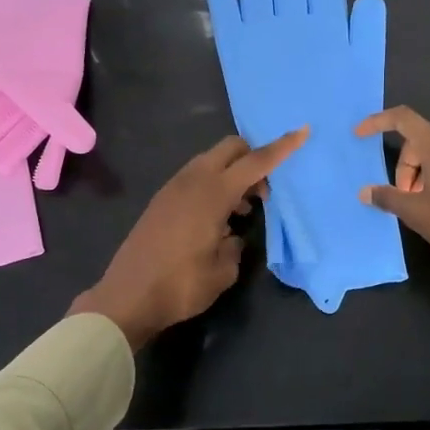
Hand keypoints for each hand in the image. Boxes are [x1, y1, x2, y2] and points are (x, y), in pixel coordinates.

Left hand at [72, 129, 308, 347]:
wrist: (126, 298)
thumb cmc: (180, 285)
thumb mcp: (223, 271)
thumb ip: (235, 245)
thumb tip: (230, 235)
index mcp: (212, 193)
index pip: (255, 162)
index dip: (281, 147)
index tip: (302, 131)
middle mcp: (192, 181)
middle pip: (230, 149)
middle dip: (253, 158)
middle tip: (262, 194)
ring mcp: (173, 188)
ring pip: (211, 161)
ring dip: (232, 174)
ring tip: (240, 211)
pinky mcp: (161, 200)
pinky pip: (195, 177)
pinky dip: (213, 185)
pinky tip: (217, 219)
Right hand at [355, 107, 429, 302]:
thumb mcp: (415, 212)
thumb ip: (387, 197)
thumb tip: (365, 191)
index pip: (402, 119)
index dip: (377, 122)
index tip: (359, 135)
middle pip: (417, 141)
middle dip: (403, 167)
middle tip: (401, 198)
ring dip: (419, 175)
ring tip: (419, 205)